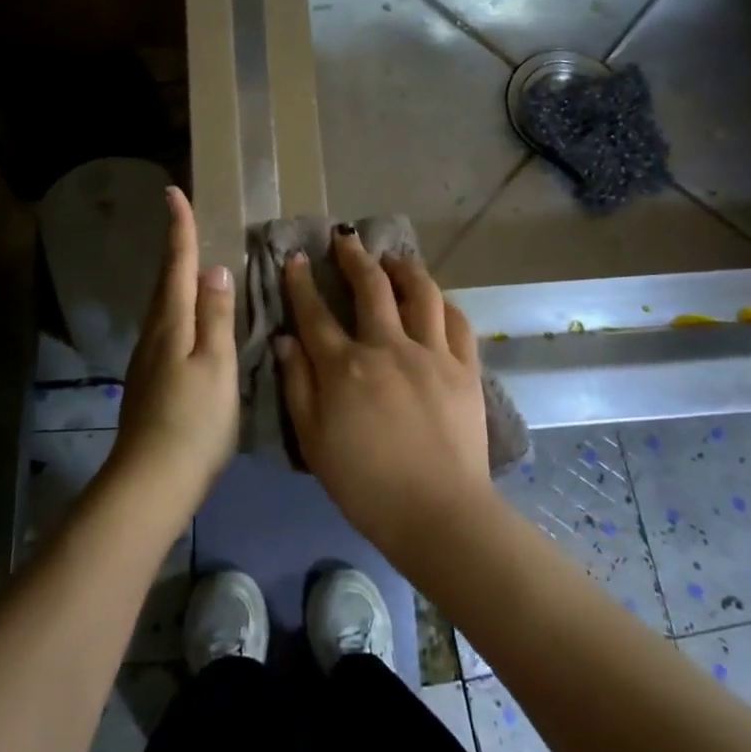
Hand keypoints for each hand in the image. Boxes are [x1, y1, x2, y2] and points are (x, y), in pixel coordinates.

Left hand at [111, 187, 238, 508]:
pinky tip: (193, 320)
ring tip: (195, 264)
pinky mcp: (150, 380)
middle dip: (175, 249)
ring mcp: (148, 358)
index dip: (178, 228)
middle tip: (186, 221)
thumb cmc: (193, 420)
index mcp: (171, 323)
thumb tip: (214, 270)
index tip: (173, 192)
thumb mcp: (216, 364)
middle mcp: (154, 333)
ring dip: (177, 279)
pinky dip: (180, 310)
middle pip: (165, 281)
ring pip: (164, 306)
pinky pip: (167, 328)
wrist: (152, 480)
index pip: (176, 264)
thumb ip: (217, 316)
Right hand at [275, 228, 494, 562]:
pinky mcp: (465, 368)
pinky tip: (435, 298)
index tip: (297, 258)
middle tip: (346, 238)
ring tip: (394, 257)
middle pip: (370, 287)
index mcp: (345, 367)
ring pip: (420, 293)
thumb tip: (286, 340)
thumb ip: (297, 386)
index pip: (315, 313)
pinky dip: (443, 302)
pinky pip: (456, 322)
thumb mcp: (313, 440)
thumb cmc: (365, 484)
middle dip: (354, 256)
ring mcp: (431, 354)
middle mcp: (388, 347)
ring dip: (404, 267)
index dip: (302, 283)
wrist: (438, 513)